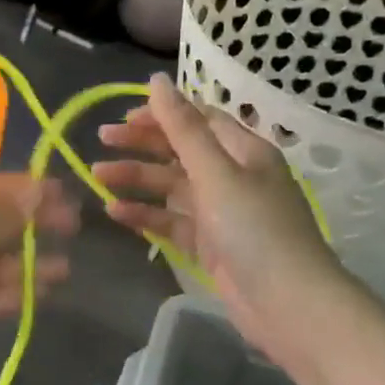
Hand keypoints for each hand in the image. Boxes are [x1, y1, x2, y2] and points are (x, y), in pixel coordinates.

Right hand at [93, 74, 338, 360]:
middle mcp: (233, 176)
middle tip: (101, 139)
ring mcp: (221, 212)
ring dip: (137, 179)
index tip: (124, 116)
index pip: (199, 119)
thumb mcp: (216, 173)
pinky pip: (172, 221)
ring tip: (97, 176)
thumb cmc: (255, 230)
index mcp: (244, 151)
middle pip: (181, 150)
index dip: (162, 114)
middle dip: (142, 144)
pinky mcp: (210, 245)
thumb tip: (157, 79)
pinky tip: (114, 212)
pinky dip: (145, 215)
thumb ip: (183, 129)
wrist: (288, 305)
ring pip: (172, 187)